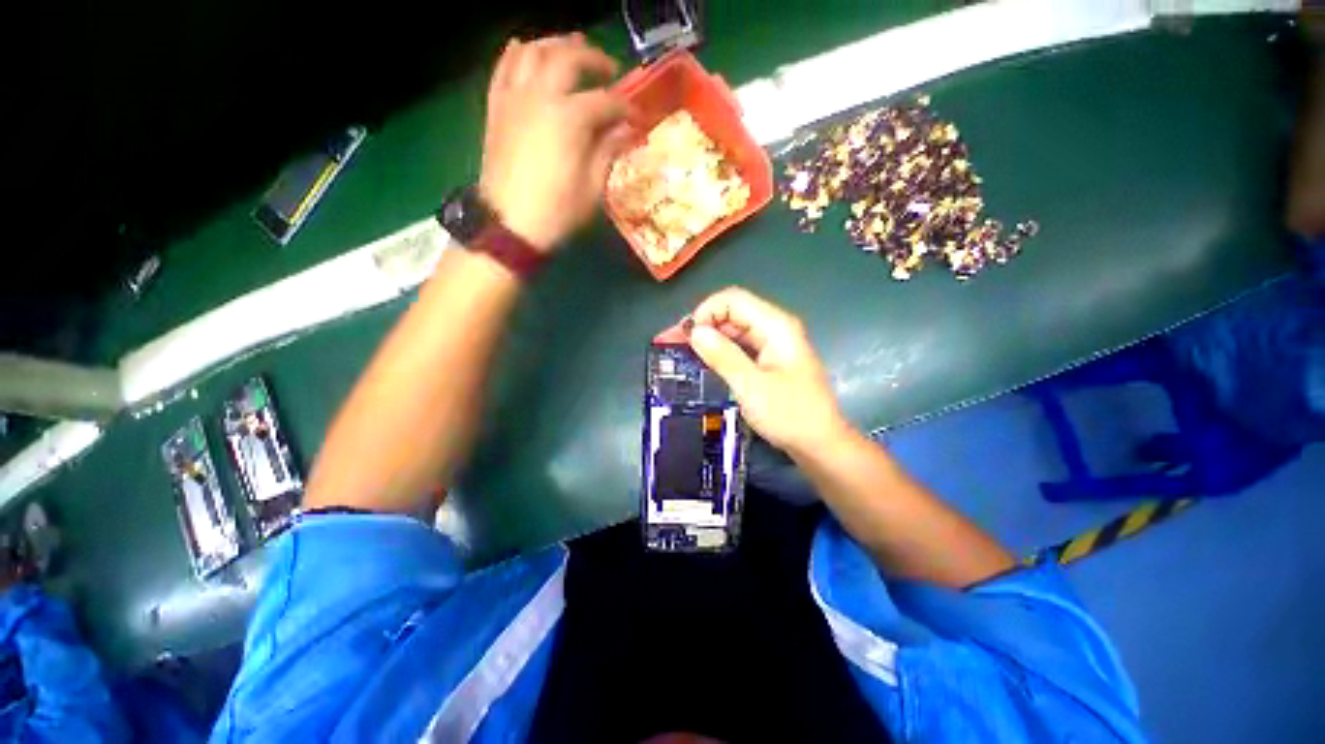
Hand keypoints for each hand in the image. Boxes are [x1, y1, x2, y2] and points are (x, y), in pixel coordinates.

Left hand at [480, 33, 632, 250]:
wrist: (510, 225)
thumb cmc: (557, 211)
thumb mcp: (592, 188)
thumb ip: (608, 151)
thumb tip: (625, 130)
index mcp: (569, 118)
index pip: (605, 101)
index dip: (626, 108)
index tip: (637, 118)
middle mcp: (540, 96)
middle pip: (568, 58)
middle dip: (593, 59)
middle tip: (609, 70)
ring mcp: (514, 98)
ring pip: (533, 51)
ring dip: (556, 44)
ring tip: (571, 49)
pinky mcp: (496, 107)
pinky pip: (504, 68)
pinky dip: (517, 53)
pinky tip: (527, 49)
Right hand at [686, 287, 848, 454]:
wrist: (820, 445)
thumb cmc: (790, 415)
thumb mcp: (751, 386)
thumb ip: (723, 356)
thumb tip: (695, 332)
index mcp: (776, 326)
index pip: (733, 300)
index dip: (705, 312)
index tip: (686, 336)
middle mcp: (774, 328)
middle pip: (731, 313)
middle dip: (700, 324)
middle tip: (669, 343)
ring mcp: (772, 345)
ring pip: (732, 330)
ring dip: (706, 338)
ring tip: (678, 351)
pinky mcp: (768, 360)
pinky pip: (738, 347)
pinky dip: (718, 351)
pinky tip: (700, 360)